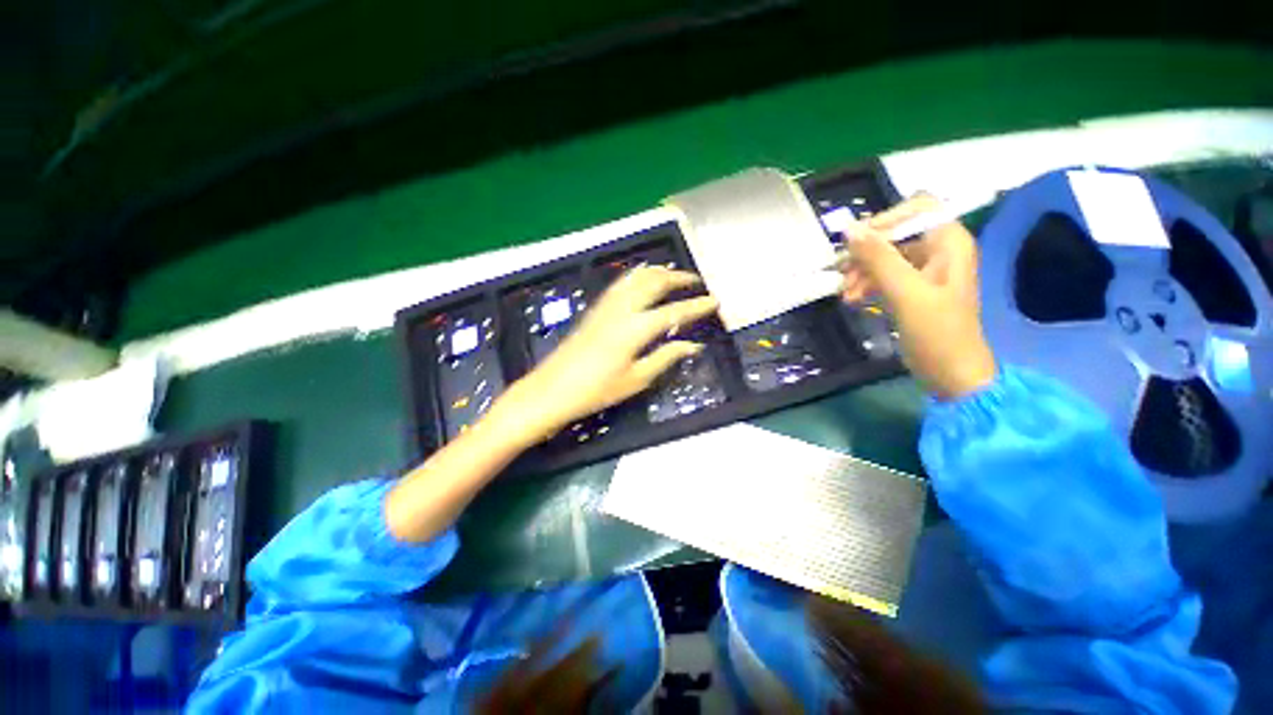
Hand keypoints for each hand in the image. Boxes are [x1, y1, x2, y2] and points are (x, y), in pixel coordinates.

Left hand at [498, 266, 719, 439]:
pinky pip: (622, 283)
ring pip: (636, 277)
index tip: (715, 301)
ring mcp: (606, 306)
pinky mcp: (596, 309)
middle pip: (654, 282)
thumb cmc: (597, 390)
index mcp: (635, 329)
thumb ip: (666, 358)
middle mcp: (622, 309)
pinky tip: (643, 281)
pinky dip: (639, 276)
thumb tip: (693, 345)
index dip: (697, 306)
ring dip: (658, 272)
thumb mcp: (636, 379)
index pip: (674, 311)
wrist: (553, 389)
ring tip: (674, 276)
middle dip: (678, 278)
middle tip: (696, 281)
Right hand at [840, 195, 996, 399]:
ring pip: (885, 257)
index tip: (855, 243)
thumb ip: (878, 258)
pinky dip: (867, 285)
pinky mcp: (912, 290)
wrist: (951, 373)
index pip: (917, 208)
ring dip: (862, 271)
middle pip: (896, 234)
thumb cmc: (937, 332)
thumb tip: (849, 230)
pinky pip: (884, 276)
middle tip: (841, 273)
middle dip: (866, 252)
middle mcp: (939, 250)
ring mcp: (925, 271)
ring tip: (845, 293)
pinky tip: (853, 299)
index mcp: (949, 242)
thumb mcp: (905, 293)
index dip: (884, 220)